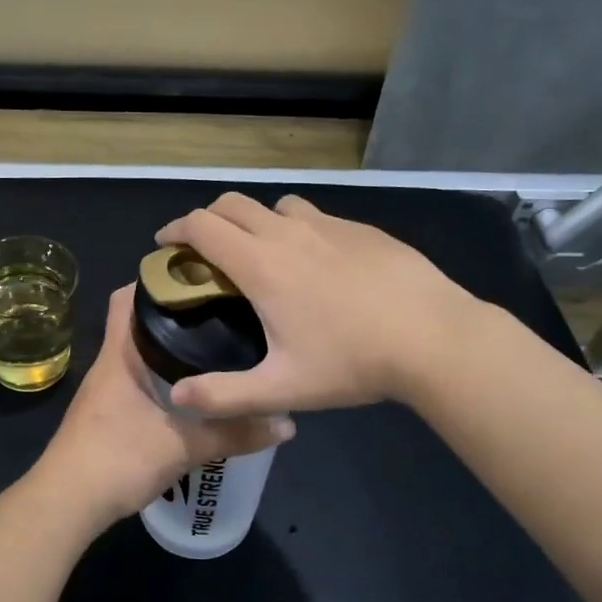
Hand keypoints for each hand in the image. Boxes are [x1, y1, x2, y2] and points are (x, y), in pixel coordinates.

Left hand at [28, 285, 293, 529]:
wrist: (66, 504)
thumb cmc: (117, 459)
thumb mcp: (183, 446)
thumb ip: (234, 434)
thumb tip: (286, 423)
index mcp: (120, 355)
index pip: (127, 298)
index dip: (155, 279)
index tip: (197, 276)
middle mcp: (110, 365)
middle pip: (139, 324)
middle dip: (176, 314)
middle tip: (221, 310)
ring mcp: (106, 392)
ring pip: (140, 355)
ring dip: (171, 349)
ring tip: (216, 346)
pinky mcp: (108, 416)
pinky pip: (140, 382)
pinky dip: (165, 378)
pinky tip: (194, 392)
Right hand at [153, 192, 482, 415]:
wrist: (435, 338)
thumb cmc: (352, 362)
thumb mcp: (282, 388)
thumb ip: (224, 395)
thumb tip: (177, 397)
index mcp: (261, 265)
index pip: (202, 226)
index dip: (175, 230)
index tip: (165, 245)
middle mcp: (288, 233)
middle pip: (232, 204)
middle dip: (208, 219)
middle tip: (205, 252)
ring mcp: (329, 226)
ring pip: (276, 206)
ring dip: (256, 221)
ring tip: (263, 255)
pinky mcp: (362, 230)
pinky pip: (316, 217)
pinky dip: (298, 229)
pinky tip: (319, 265)